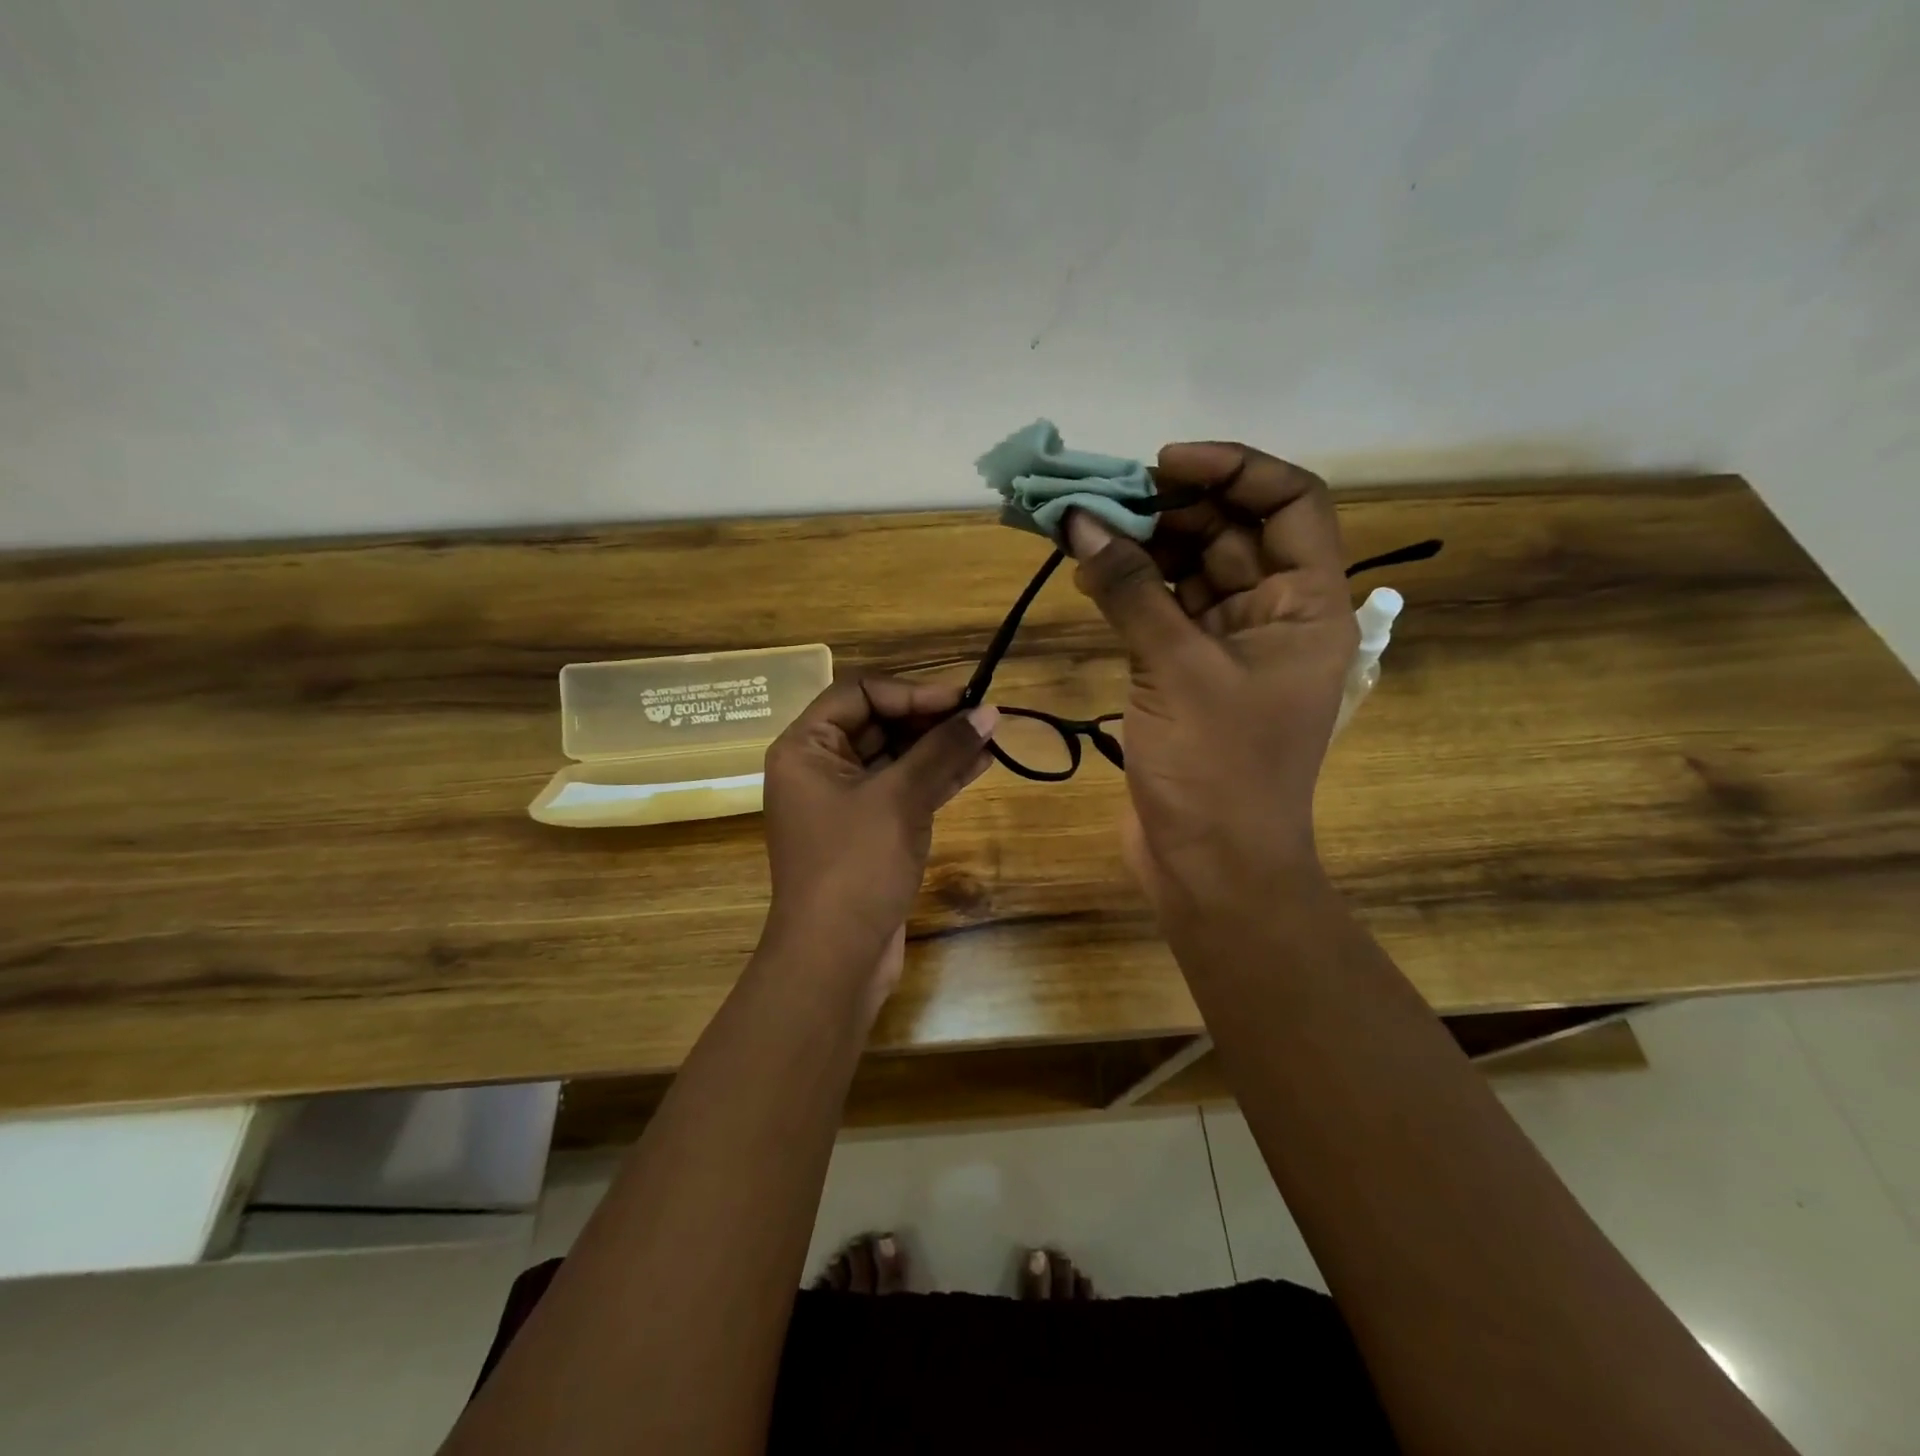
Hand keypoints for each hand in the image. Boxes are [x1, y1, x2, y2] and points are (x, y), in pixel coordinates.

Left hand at [761, 676, 998, 1000]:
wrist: (834, 959)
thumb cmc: (855, 866)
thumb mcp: (900, 799)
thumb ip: (943, 750)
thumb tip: (989, 713)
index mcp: (805, 748)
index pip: (859, 693)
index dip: (911, 691)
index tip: (961, 700)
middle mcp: (820, 767)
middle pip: (878, 722)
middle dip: (930, 718)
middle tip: (982, 716)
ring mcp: (844, 801)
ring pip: (896, 757)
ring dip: (940, 747)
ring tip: (991, 736)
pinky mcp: (868, 831)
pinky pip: (903, 789)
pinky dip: (937, 778)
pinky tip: (979, 765)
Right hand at [1065, 442, 1355, 910]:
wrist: (1210, 867)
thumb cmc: (1217, 769)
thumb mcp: (1175, 669)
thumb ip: (1131, 590)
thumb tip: (1081, 522)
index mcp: (1307, 606)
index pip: (1290, 503)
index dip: (1233, 469)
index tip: (1163, 464)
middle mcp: (1274, 617)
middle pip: (1231, 534)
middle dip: (1170, 509)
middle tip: (1103, 499)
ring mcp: (1228, 647)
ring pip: (1190, 572)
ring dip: (1142, 548)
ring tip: (1084, 532)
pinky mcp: (1188, 675)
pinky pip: (1162, 613)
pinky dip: (1129, 591)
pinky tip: (1088, 576)